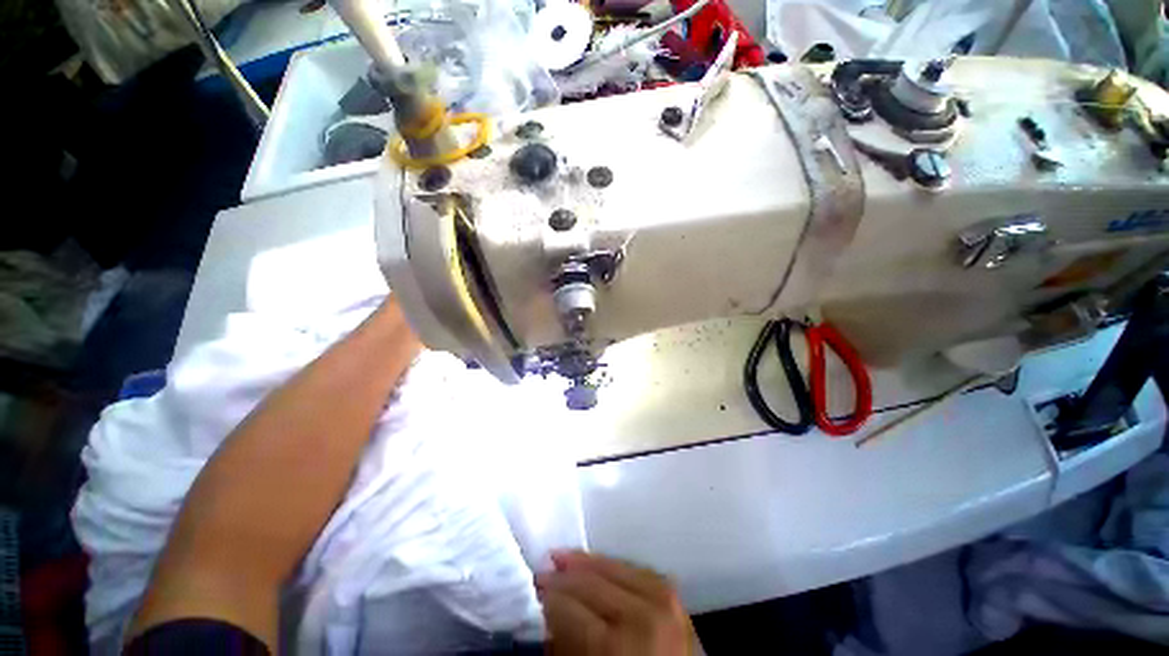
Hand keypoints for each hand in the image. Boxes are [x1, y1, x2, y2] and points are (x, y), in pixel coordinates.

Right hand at [537, 551, 698, 655]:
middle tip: (541, 571)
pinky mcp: (675, 597)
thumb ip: (565, 644)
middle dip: (562, 576)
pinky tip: (598, 566)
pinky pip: (634, 569)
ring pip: (613, 566)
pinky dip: (613, 566)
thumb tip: (548, 612)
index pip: (568, 606)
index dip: (546, 596)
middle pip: (590, 580)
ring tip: (564, 559)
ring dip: (586, 563)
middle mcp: (642, 615)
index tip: (532, 590)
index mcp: (615, 646)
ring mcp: (664, 602)